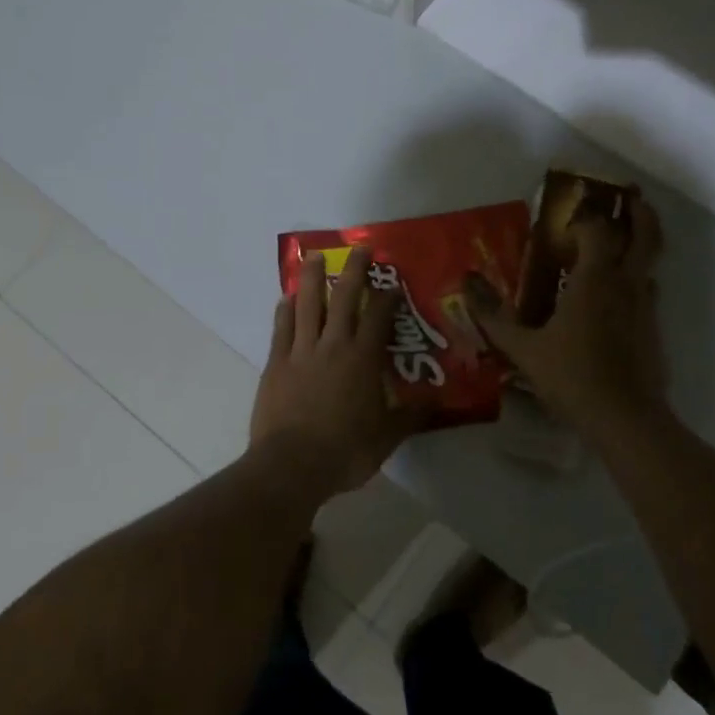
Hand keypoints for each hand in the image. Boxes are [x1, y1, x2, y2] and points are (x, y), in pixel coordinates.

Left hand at [251, 248, 419, 497]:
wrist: (291, 465)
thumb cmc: (345, 451)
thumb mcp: (387, 437)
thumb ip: (411, 415)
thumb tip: (438, 400)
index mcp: (362, 359)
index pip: (379, 317)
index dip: (387, 296)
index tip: (393, 283)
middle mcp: (333, 345)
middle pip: (343, 297)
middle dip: (353, 271)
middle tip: (359, 249)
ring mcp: (301, 351)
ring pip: (307, 304)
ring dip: (312, 278)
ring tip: (314, 256)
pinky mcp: (276, 363)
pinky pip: (281, 328)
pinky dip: (285, 310)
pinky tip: (286, 297)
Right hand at [465, 192, 670, 438]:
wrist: (626, 420)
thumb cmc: (572, 377)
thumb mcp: (523, 348)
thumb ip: (493, 316)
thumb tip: (466, 284)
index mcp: (595, 279)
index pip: (598, 230)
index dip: (586, 217)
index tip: (568, 216)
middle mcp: (626, 284)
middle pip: (646, 234)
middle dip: (640, 212)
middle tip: (627, 198)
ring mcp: (646, 306)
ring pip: (650, 263)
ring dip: (638, 246)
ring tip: (615, 245)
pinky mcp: (654, 330)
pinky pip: (646, 291)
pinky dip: (634, 281)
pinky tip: (612, 299)